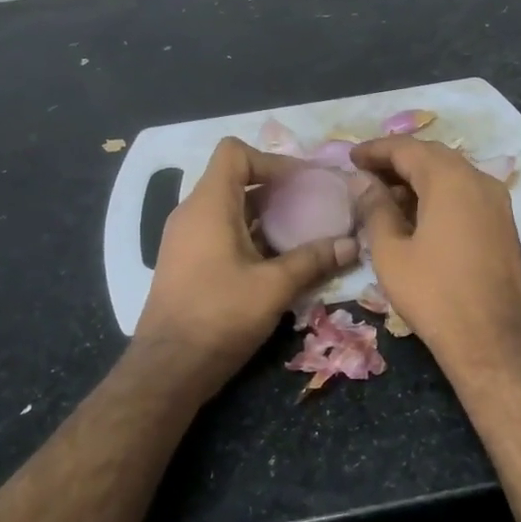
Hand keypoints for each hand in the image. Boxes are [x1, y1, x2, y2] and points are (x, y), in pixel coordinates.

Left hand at [135, 137, 357, 395]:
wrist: (168, 368)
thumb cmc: (220, 316)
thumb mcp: (274, 287)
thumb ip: (313, 260)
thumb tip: (352, 244)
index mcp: (208, 205)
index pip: (235, 153)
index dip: (271, 161)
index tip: (302, 184)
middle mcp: (191, 213)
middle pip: (233, 178)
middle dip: (275, 189)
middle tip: (311, 206)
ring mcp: (184, 238)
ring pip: (228, 207)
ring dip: (264, 215)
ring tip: (300, 233)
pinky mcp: (186, 262)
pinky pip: (219, 231)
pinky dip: (248, 235)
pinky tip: (275, 261)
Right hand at [350, 135, 520, 380]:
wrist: (494, 342)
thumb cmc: (434, 294)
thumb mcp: (391, 252)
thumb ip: (375, 209)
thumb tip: (364, 183)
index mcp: (450, 180)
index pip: (407, 148)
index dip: (375, 150)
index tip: (350, 157)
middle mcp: (479, 181)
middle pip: (432, 156)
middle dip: (397, 161)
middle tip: (365, 173)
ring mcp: (497, 203)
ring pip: (452, 175)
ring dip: (418, 178)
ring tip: (385, 195)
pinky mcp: (503, 225)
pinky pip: (465, 194)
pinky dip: (438, 194)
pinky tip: (416, 215)